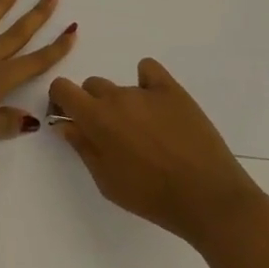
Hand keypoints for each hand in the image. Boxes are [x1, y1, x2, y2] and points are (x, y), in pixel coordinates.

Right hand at [48, 58, 263, 244]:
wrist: (207, 197)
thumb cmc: (151, 197)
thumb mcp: (107, 182)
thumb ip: (82, 148)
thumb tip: (65, 124)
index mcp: (96, 118)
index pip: (62, 87)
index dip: (61, 100)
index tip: (70, 118)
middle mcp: (116, 96)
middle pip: (92, 86)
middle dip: (94, 105)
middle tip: (111, 135)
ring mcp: (146, 90)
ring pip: (121, 87)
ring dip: (123, 104)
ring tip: (144, 132)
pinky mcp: (173, 89)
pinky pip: (148, 70)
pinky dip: (146, 82)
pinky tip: (156, 104)